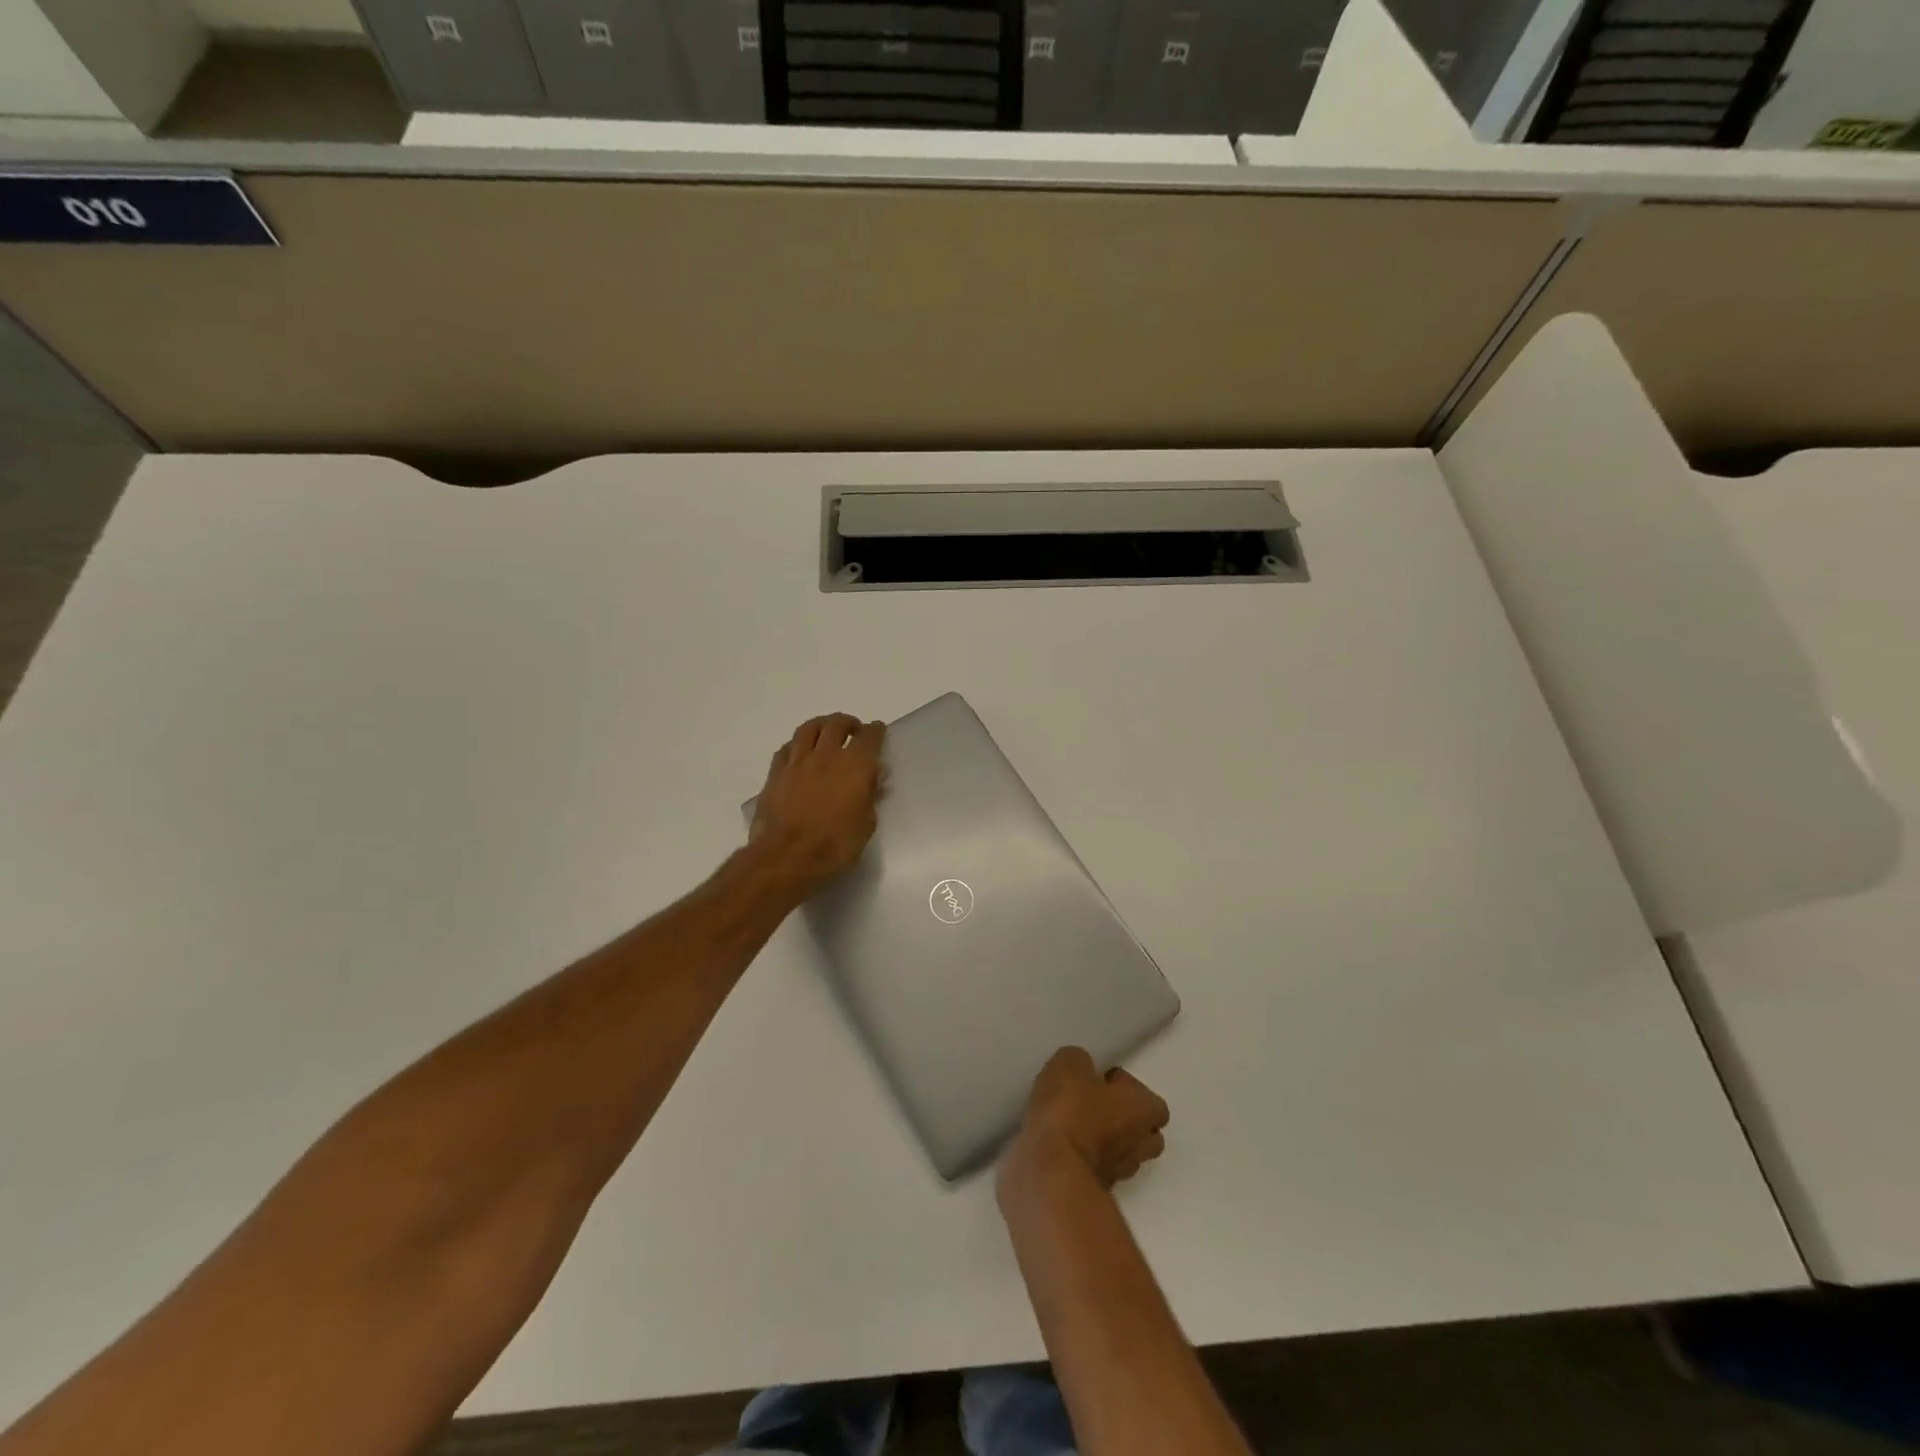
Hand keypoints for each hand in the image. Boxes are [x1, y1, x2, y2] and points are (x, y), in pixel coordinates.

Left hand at [750, 713, 885, 892]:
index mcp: (855, 766)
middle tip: (853, 730)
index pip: (869, 737)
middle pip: (837, 724)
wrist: (786, 857)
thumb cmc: (834, 846)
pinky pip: (787, 747)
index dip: (875, 731)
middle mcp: (826, 755)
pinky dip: (798, 744)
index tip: (877, 731)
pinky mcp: (776, 772)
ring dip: (822, 725)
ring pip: (809, 728)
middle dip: (848, 723)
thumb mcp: (865, 825)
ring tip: (826, 731)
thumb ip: (871, 796)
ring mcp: (798, 761)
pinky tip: (800, 752)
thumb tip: (876, 777)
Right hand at [1003, 1046, 1169, 1191]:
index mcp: (1142, 1111)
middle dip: (1124, 1120)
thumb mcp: (1070, 1065)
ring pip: (1121, 1155)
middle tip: (1094, 1104)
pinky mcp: (1091, 1191)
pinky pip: (1093, 1168)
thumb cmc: (1070, 1111)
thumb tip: (1082, 1072)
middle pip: (1145, 1135)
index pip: (1153, 1102)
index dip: (1128, 1089)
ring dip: (1104, 1141)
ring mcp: (1117, 1174)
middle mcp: (1138, 1146)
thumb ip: (1081, 1063)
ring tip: (1073, 1124)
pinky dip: (1081, 1157)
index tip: (1102, 1081)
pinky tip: (1059, 1143)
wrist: (1051, 1172)